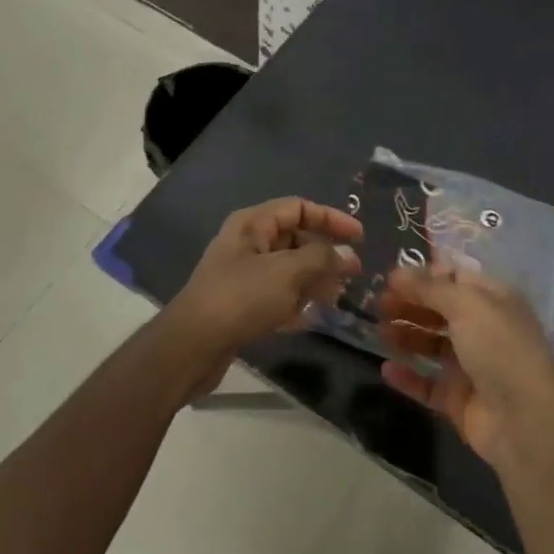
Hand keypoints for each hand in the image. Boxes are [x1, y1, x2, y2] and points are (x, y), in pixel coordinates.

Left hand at [171, 197, 362, 350]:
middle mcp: (246, 244)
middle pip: (294, 239)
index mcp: (252, 224)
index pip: (298, 208)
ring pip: (288, 270)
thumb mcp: (288, 272)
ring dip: (313, 281)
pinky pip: (276, 296)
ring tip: (336, 298)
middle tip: (352, 274)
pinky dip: (295, 303)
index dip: (331, 218)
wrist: (193, 345)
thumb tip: (348, 255)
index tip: (359, 237)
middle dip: (324, 255)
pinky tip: (311, 319)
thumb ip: (322, 259)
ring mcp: (242, 275)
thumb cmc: (242, 297)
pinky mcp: (240, 305)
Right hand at [378, 262, 553, 467]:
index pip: (456, 278)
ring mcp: (471, 366)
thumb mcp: (467, 305)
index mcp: (494, 301)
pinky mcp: (458, 398)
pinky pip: (426, 383)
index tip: (392, 277)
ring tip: (380, 331)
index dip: (425, 275)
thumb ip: (429, 287)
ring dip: (406, 335)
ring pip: (431, 345)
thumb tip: (398, 273)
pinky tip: (386, 368)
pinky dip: (407, 376)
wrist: (523, 420)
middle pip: (440, 311)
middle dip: (410, 303)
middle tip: (378, 303)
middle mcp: (483, 329)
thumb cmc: (499, 348)